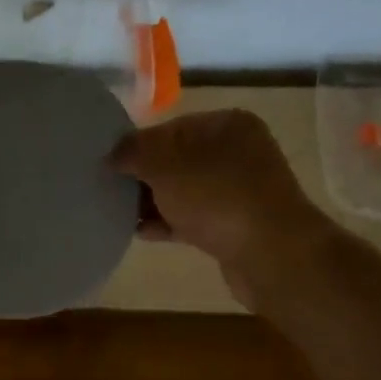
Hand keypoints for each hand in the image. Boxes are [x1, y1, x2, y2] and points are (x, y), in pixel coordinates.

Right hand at [109, 110, 327, 306]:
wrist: (272, 254)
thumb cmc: (217, 197)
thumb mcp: (165, 166)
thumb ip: (134, 153)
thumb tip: (113, 154)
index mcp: (226, 125)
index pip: (170, 128)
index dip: (137, 145)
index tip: (109, 165)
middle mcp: (237, 152)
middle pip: (177, 160)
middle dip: (144, 175)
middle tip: (109, 189)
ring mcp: (239, 191)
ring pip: (184, 191)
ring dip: (154, 202)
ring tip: (118, 213)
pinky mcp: (236, 225)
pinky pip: (193, 218)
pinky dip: (168, 223)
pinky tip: (141, 232)